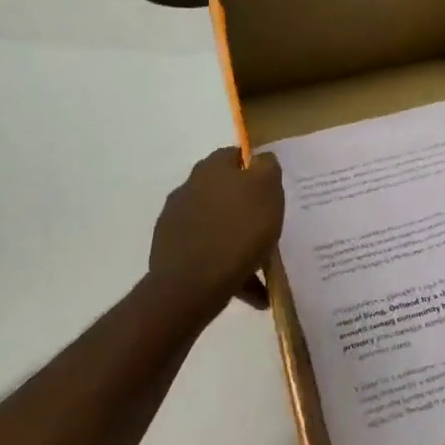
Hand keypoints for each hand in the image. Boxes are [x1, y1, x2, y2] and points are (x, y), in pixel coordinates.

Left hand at [149, 148, 284, 313]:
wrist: (192, 284)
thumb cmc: (238, 230)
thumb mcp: (266, 190)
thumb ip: (267, 167)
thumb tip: (261, 158)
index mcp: (211, 169)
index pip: (234, 155)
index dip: (255, 167)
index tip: (272, 187)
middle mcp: (189, 189)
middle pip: (224, 191)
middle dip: (245, 207)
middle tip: (268, 224)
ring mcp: (176, 221)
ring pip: (217, 226)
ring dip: (238, 240)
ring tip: (262, 267)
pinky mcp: (171, 252)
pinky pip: (208, 254)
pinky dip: (228, 267)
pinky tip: (250, 290)